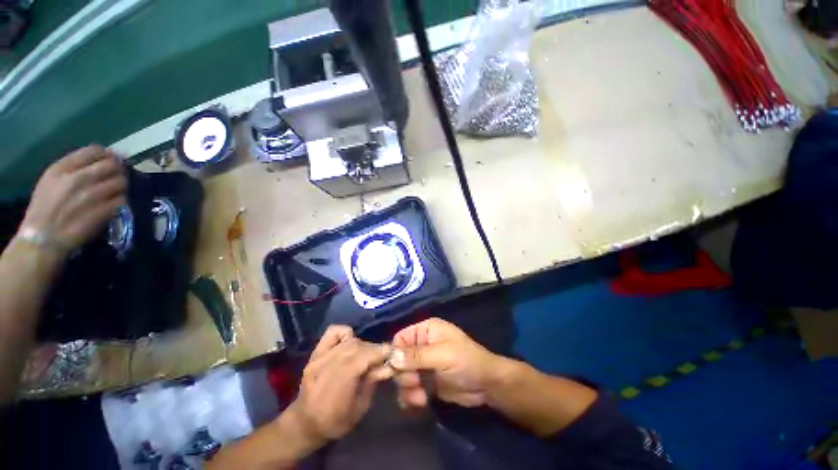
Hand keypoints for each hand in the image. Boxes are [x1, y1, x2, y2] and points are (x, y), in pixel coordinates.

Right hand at [19, 145, 126, 256]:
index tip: (110, 159)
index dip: (107, 154)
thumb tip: (99, 157)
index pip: (94, 151)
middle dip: (118, 168)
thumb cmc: (45, 209)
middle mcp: (78, 179)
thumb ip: (72, 167)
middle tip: (118, 174)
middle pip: (111, 165)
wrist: (43, 238)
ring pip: (120, 182)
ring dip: (123, 185)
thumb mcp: (50, 180)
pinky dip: (122, 200)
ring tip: (118, 189)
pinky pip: (122, 200)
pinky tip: (117, 202)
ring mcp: (92, 195)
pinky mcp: (102, 211)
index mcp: (62, 169)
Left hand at [286, 326, 392, 445]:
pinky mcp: (316, 352)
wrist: (304, 422)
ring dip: (364, 345)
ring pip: (349, 340)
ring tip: (367, 355)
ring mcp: (319, 357)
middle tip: (382, 358)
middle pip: (357, 347)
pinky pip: (334, 332)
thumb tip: (388, 365)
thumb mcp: (359, 409)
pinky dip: (346, 333)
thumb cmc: (335, 422)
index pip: (362, 359)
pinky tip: (350, 343)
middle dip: (374, 350)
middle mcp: (326, 367)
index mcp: (336, 387)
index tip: (393, 354)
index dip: (380, 353)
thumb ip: (372, 383)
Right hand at [390, 318, 502, 407]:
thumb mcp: (442, 355)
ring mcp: (423, 365)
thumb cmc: (466, 361)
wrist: (486, 385)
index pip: (400, 338)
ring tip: (420, 397)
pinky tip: (420, 403)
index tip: (395, 370)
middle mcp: (422, 345)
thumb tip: (391, 357)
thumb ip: (416, 356)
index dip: (395, 354)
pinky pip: (409, 389)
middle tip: (415, 383)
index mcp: (426, 330)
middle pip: (399, 359)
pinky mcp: (426, 382)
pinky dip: (411, 397)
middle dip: (404, 374)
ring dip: (407, 389)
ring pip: (402, 376)